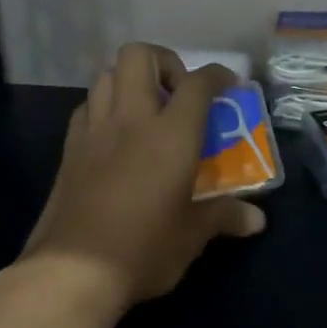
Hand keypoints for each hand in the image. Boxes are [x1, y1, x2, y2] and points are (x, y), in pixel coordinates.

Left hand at [22, 44, 266, 313]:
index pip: (198, 84)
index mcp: (170, 134)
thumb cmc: (144, 249)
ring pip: (107, 75)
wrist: (73, 271)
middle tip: (178, 94)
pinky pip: (87, 107)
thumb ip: (224, 216)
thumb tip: (257, 220)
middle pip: (140, 56)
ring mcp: (94, 130)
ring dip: (130, 81)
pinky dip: (104, 107)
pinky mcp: (69, 149)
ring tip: (146, 111)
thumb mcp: (193, 235)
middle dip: (164, 63)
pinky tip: (115, 135)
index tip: (229, 84)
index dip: (217, 75)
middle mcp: (131, 119)